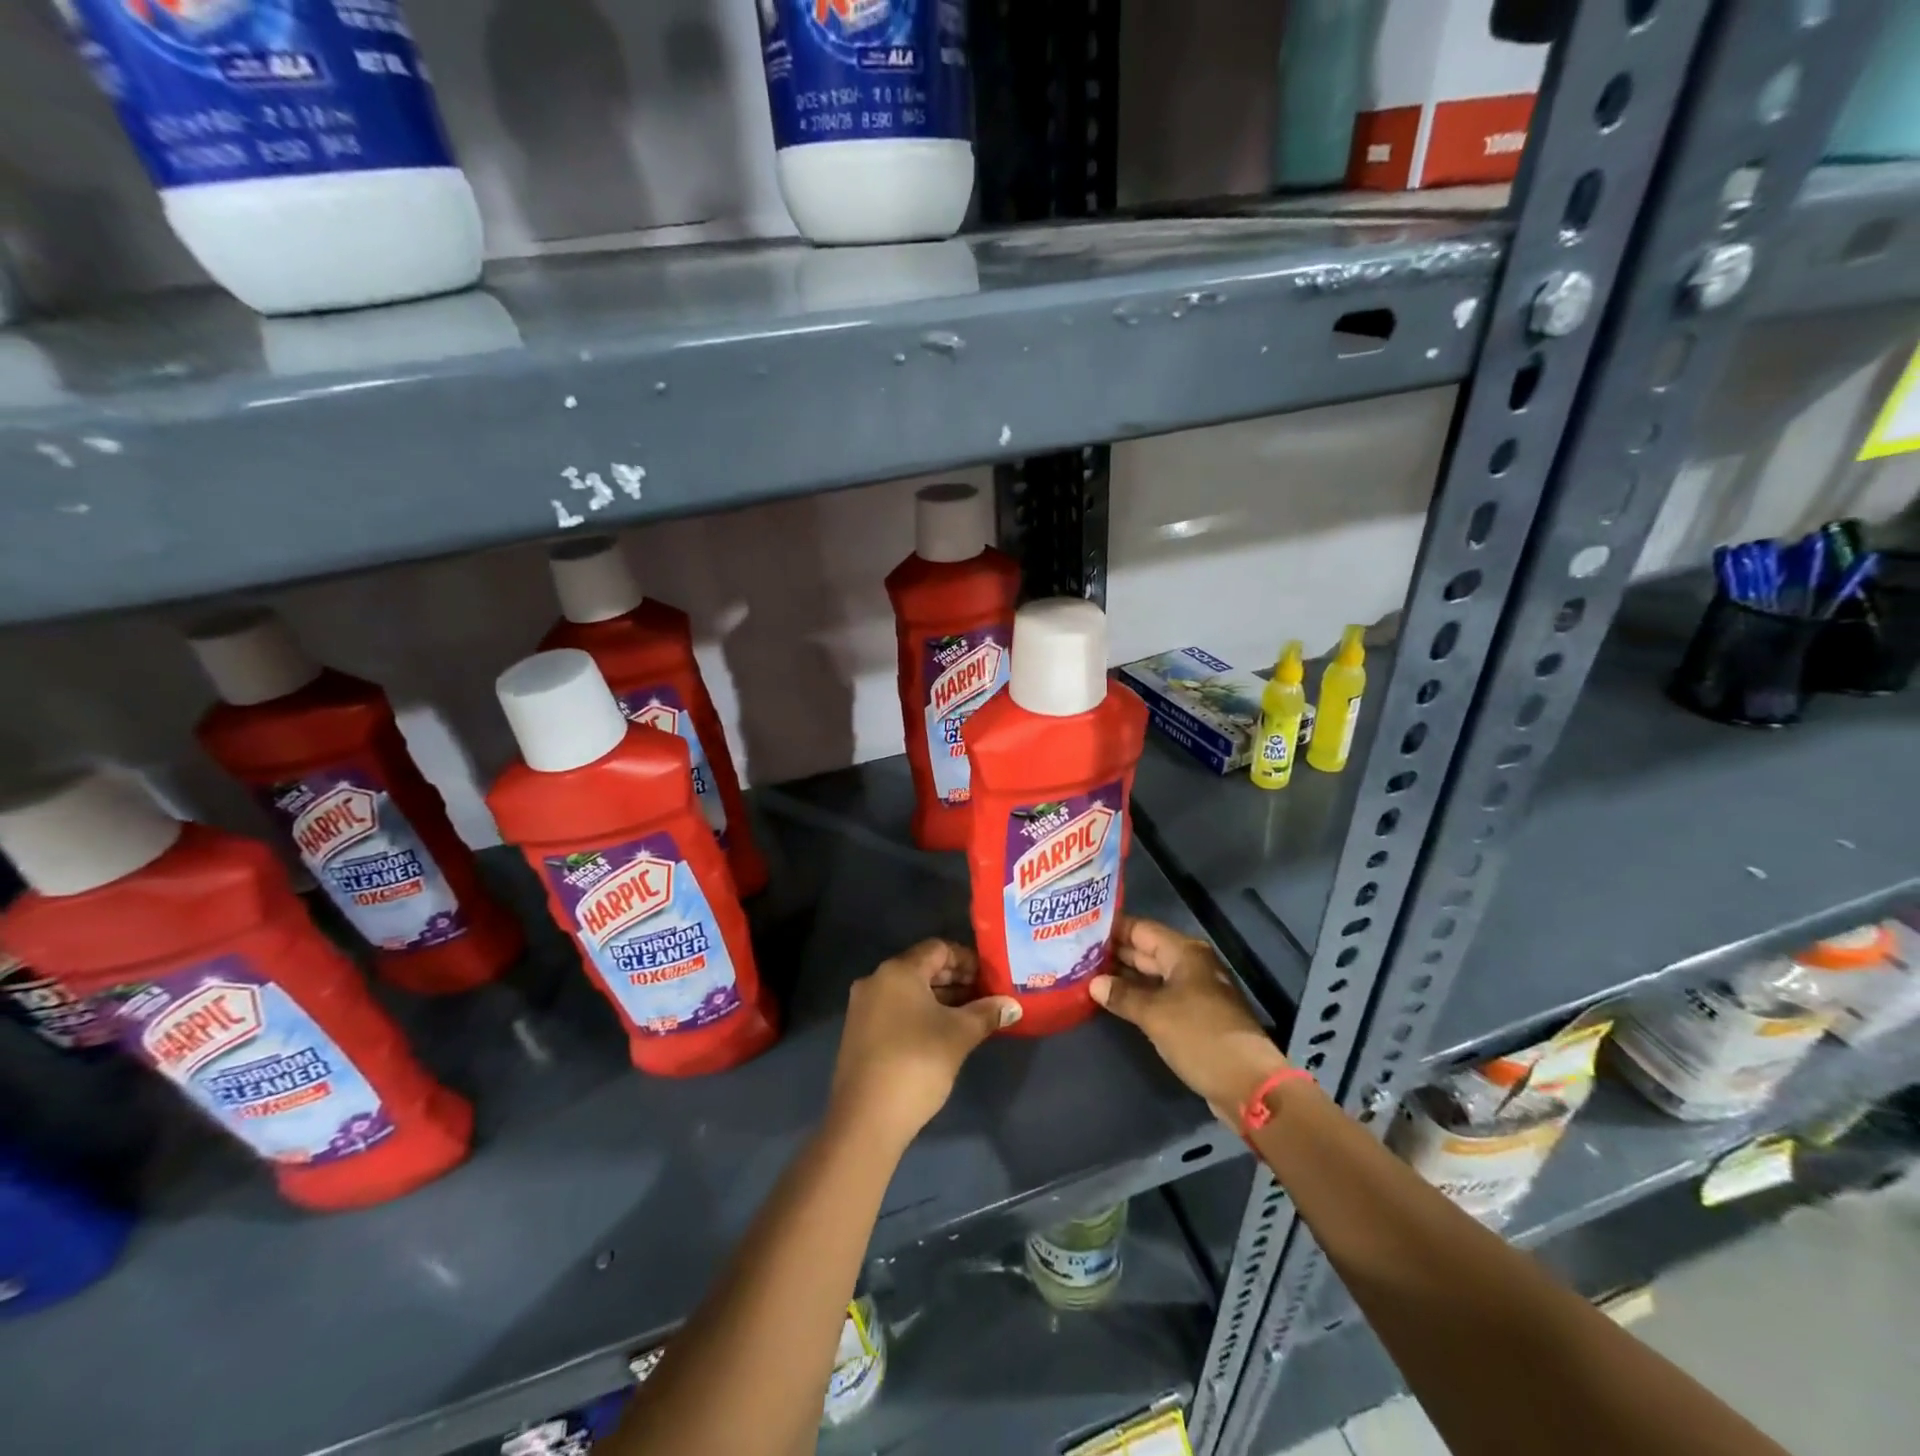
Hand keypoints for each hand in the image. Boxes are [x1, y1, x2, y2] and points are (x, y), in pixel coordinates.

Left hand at [830, 939, 1021, 1151]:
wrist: (865, 1119)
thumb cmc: (916, 1063)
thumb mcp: (959, 1035)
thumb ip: (986, 1013)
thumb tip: (1012, 1005)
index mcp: (898, 971)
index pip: (938, 948)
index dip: (967, 960)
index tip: (990, 979)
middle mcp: (876, 980)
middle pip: (922, 968)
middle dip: (956, 980)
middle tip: (985, 998)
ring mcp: (863, 1008)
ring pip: (909, 992)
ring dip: (940, 1000)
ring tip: (970, 1018)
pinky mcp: (860, 1033)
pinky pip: (896, 1011)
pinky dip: (921, 1015)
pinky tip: (942, 1036)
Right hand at [1091, 916, 1288, 1120]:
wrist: (1248, 1083)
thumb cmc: (1200, 1036)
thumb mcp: (1155, 1014)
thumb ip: (1122, 995)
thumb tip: (1093, 983)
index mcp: (1184, 953)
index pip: (1141, 929)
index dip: (1112, 928)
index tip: (1081, 929)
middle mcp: (1190, 965)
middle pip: (1146, 951)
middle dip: (1114, 953)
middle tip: (1076, 953)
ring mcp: (1194, 991)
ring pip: (1152, 976)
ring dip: (1124, 977)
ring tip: (1087, 975)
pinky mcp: (1195, 1017)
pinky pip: (1160, 997)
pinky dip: (1139, 997)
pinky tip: (1114, 1002)